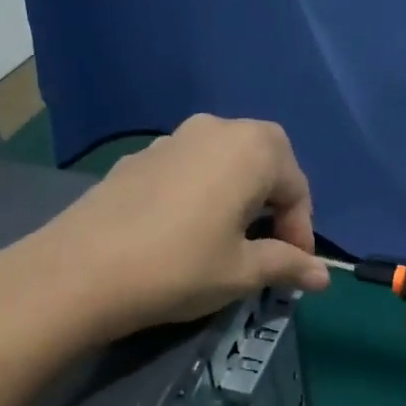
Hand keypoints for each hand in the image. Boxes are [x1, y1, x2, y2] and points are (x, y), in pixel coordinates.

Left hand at [31, 115, 329, 334]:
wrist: (81, 271)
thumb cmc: (180, 267)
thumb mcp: (242, 271)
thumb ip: (288, 264)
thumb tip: (323, 276)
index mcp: (251, 148)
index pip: (296, 186)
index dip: (302, 230)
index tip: (295, 267)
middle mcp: (214, 129)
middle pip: (263, 161)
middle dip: (274, 204)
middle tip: (268, 247)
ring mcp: (171, 139)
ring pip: (223, 162)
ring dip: (238, 196)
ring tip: (229, 240)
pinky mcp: (138, 158)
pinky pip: (188, 170)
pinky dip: (202, 194)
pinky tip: (185, 232)